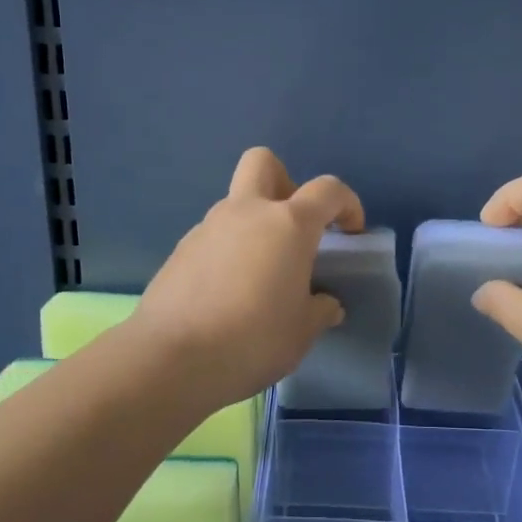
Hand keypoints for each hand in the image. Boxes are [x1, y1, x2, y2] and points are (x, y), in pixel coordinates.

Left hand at [128, 147, 364, 405]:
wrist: (170, 358)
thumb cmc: (252, 339)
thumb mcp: (301, 333)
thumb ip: (319, 310)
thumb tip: (324, 303)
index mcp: (288, 224)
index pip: (328, 190)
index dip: (347, 204)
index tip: (350, 234)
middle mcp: (246, 212)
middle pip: (264, 163)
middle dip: (285, 183)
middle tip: (294, 228)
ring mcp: (207, 227)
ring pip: (236, 204)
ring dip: (254, 226)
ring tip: (261, 277)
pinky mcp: (180, 251)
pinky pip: (214, 237)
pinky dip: (228, 252)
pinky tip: (228, 294)